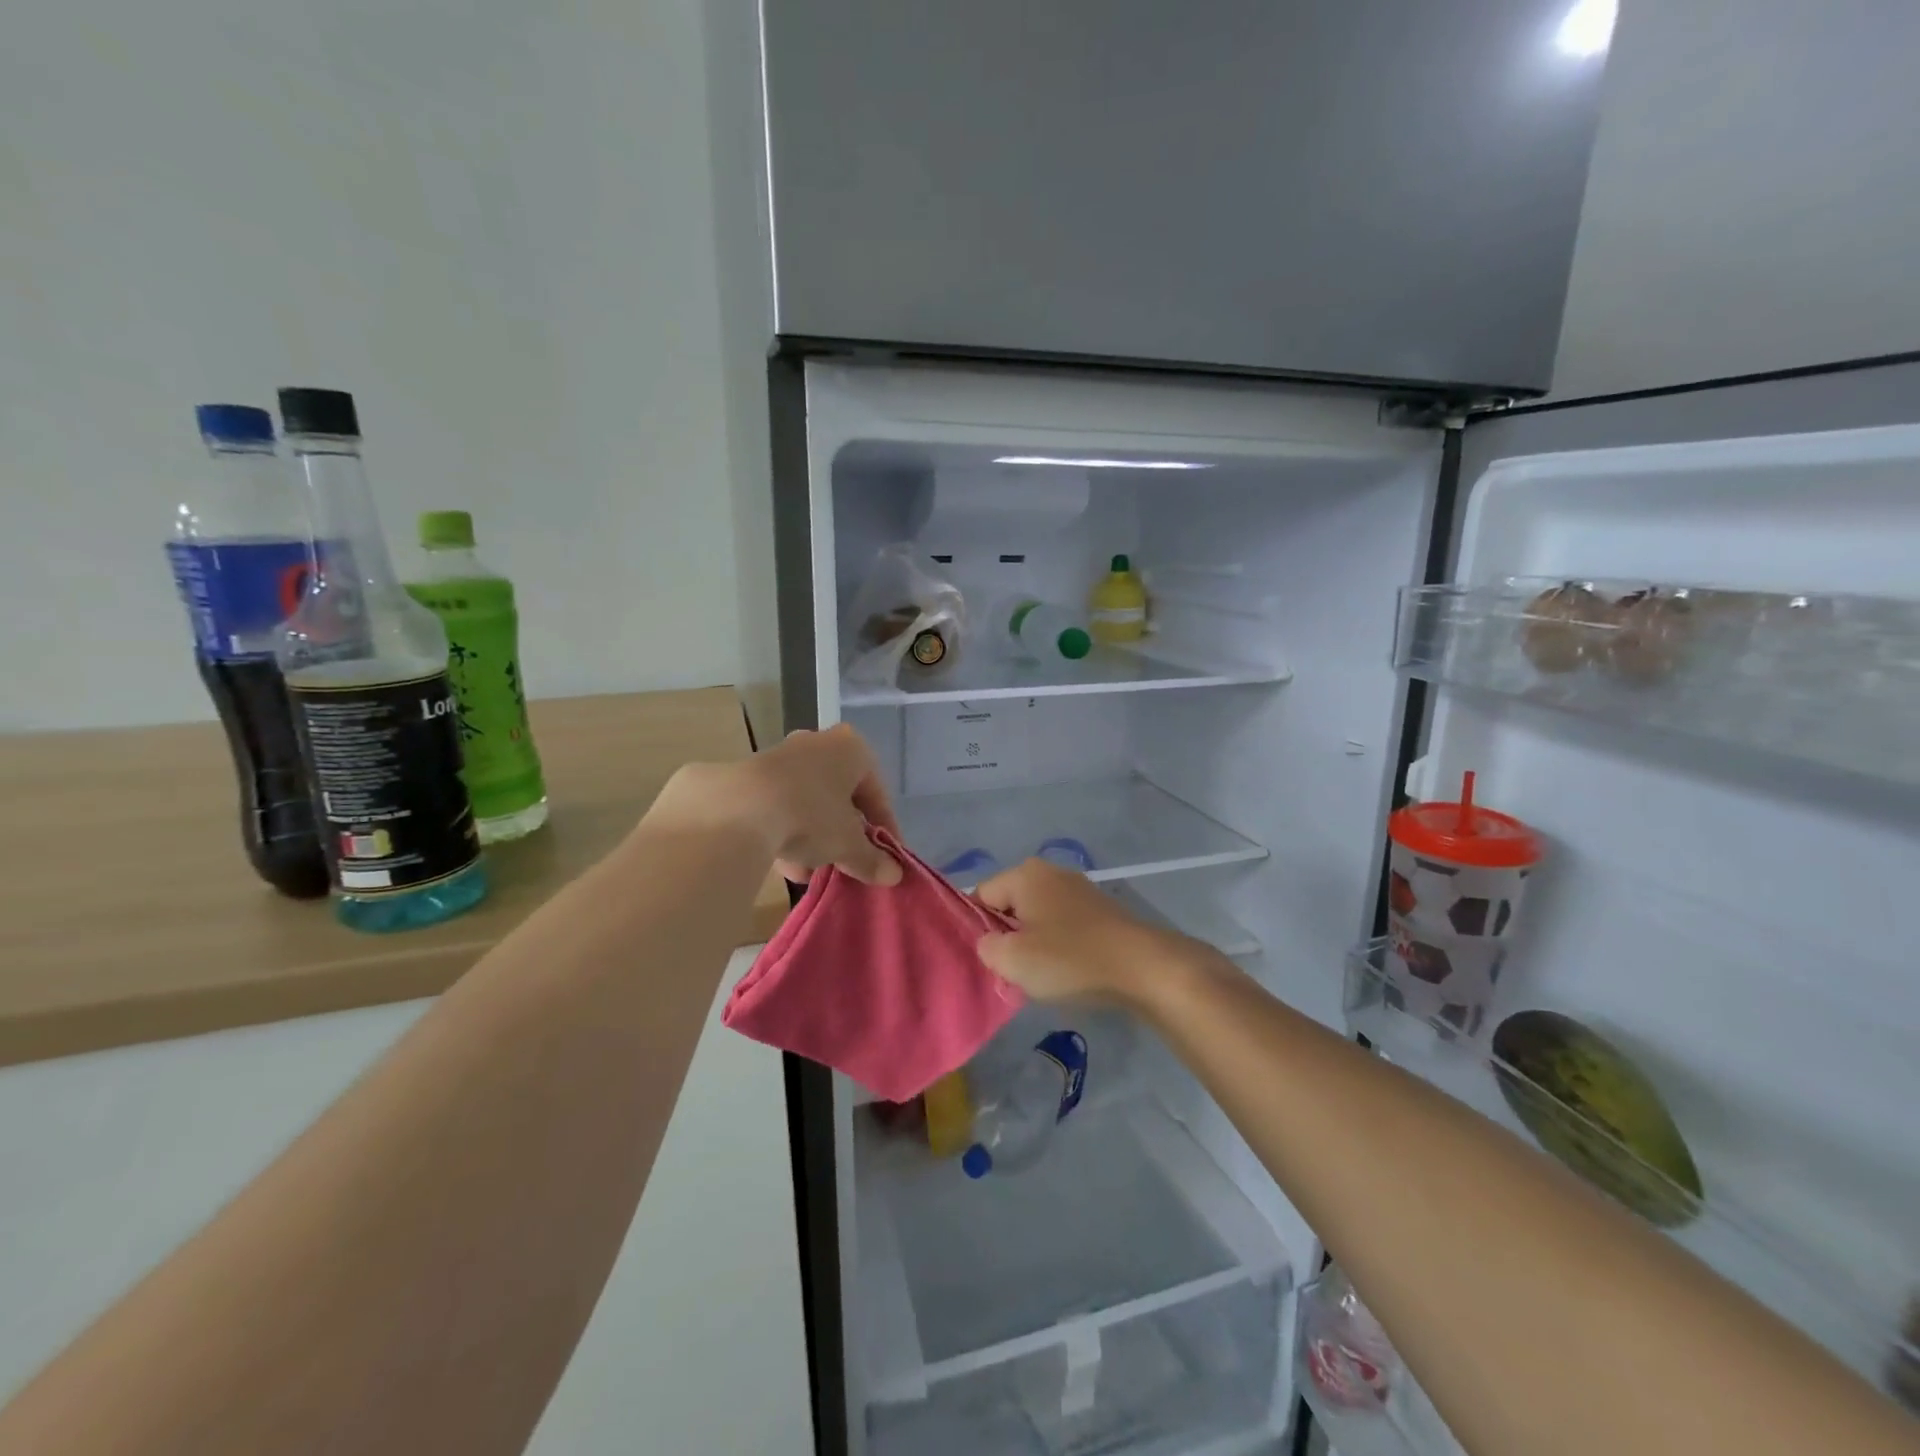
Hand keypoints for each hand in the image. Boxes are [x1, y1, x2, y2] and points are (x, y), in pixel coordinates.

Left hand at [645, 724, 902, 885]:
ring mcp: (778, 757)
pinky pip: (777, 808)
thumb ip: (872, 859)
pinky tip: (783, 865)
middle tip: (846, 864)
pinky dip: (784, 834)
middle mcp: (816, 744)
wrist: (735, 810)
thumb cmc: (810, 815)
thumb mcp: (848, 844)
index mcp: (851, 748)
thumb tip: (894, 876)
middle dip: (843, 834)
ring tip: (810, 873)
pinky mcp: (747, 776)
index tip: (886, 858)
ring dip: (812, 840)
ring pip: (806, 803)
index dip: (884, 829)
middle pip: (838, 797)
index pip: (876, 793)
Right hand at [974, 859, 1207, 1007]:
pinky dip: (1060, 946)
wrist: (1144, 968)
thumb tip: (991, 942)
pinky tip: (1069, 971)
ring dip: (1034, 945)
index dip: (978, 930)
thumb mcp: (1013, 960)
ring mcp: (1078, 889)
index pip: (980, 896)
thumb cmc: (1071, 959)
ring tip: (1044, 975)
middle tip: (1014, 971)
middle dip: (1008, 938)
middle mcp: (1050, 872)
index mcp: (1024, 874)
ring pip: (1037, 918)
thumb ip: (986, 947)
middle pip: (1009, 905)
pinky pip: (1063, 925)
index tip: (991, 960)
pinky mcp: (1100, 909)